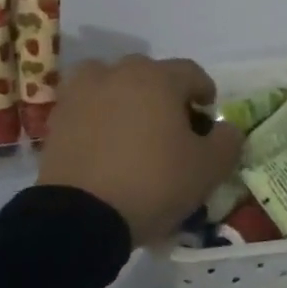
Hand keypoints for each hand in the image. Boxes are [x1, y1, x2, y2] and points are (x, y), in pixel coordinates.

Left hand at [37, 56, 243, 246]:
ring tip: (131, 128)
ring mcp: (83, 92)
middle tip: (171, 127)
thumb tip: (226, 129)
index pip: (191, 72)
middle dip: (165, 95)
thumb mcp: (207, 169)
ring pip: (112, 82)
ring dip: (125, 97)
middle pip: (150, 74)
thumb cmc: (153, 183)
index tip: (207, 115)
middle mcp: (118, 73)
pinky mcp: (58, 116)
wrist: (81, 215)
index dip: (204, 91)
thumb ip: (228, 142)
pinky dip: (97, 114)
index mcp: (158, 78)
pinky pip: (86, 105)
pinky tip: (104, 142)